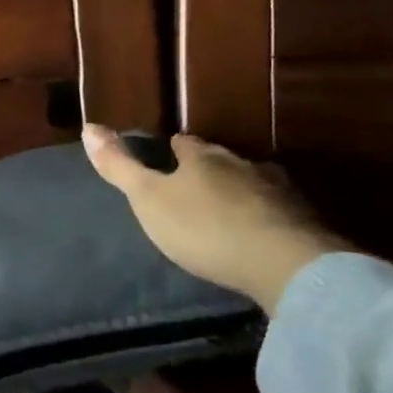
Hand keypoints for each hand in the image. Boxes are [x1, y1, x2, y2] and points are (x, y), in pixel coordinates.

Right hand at [81, 126, 351, 314]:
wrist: (287, 266)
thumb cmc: (204, 227)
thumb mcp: (148, 198)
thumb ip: (120, 166)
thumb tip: (88, 126)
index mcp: (203, 157)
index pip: (184, 143)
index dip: (172, 150)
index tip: (165, 159)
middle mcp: (242, 164)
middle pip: (220, 161)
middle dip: (207, 170)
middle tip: (192, 187)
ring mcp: (278, 192)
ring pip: (251, 183)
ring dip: (238, 193)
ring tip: (224, 210)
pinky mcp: (304, 222)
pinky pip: (276, 212)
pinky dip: (263, 218)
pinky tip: (258, 233)